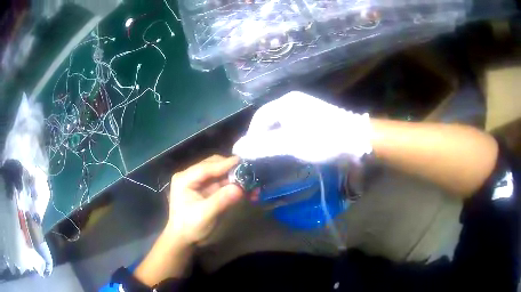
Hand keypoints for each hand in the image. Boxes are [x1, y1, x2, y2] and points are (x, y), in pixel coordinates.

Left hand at [165, 155, 243, 244]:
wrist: (183, 239)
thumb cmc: (189, 227)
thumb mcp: (205, 215)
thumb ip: (221, 200)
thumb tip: (240, 188)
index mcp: (184, 179)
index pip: (206, 168)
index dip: (224, 164)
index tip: (242, 162)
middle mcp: (191, 176)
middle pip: (213, 166)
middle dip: (231, 169)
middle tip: (249, 173)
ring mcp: (199, 182)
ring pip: (219, 173)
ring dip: (235, 177)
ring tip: (251, 183)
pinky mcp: (206, 189)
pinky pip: (222, 183)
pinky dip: (233, 185)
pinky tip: (246, 191)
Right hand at [233, 91, 372, 162]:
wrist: (357, 139)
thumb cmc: (323, 140)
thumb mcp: (290, 144)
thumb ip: (263, 146)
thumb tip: (237, 148)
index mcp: (286, 102)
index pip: (259, 117)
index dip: (252, 135)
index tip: (250, 153)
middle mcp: (294, 102)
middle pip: (270, 119)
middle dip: (263, 138)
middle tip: (261, 156)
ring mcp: (306, 109)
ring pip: (281, 124)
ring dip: (275, 140)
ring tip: (274, 155)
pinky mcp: (314, 118)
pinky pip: (293, 127)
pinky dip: (287, 139)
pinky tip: (291, 149)